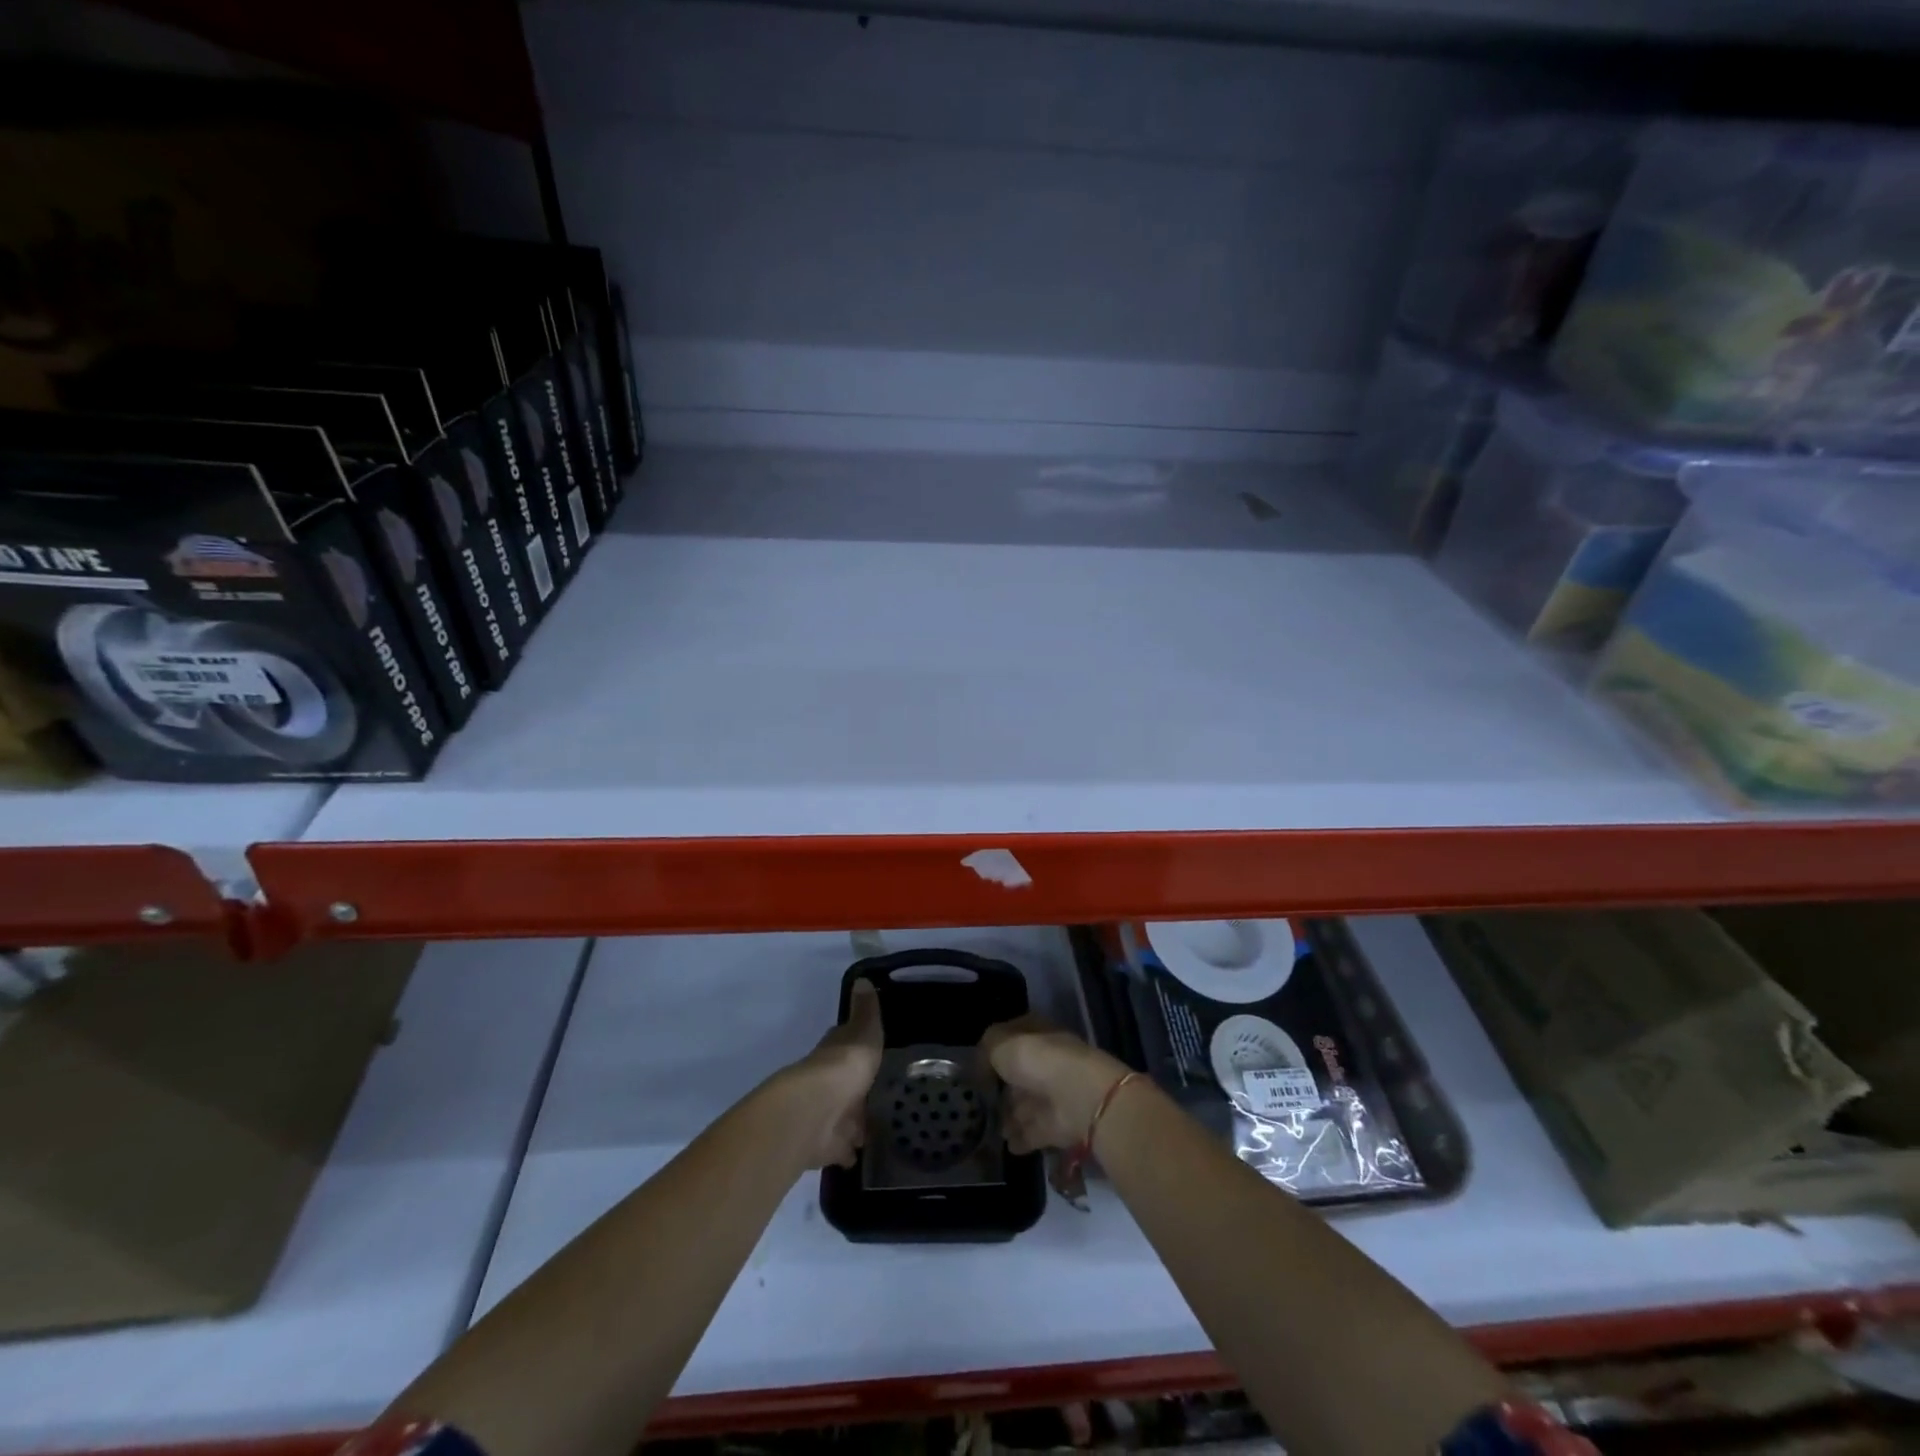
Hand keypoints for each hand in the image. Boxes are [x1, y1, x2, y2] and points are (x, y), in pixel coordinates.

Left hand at [777, 980, 883, 1168]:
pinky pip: (841, 1147)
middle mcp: (826, 1082)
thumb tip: (862, 978)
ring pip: (844, 1115)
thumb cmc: (843, 1066)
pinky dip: (849, 1150)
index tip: (874, 1049)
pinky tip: (863, 1152)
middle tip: (884, 1092)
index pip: (845, 1044)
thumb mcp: (863, 1031)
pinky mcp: (825, 1144)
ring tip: (880, 1124)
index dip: (857, 1046)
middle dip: (858, 1088)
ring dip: (855, 1120)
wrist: (814, 1113)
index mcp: (834, 1053)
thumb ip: (866, 1011)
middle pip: (845, 1083)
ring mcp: (825, 1114)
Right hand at [980, 1014, 1132, 1153]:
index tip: (979, 1064)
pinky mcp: (1059, 1125)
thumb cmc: (1037, 1060)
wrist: (1077, 1097)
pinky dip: (1022, 1138)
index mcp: (1038, 1034)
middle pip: (1022, 1074)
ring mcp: (1055, 1094)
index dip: (997, 1048)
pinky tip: (1008, 1145)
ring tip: (995, 1128)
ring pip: (1028, 1104)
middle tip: (984, 1101)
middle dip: (1005, 1088)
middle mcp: (1048, 1062)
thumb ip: (986, 1049)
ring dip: (1013, 1116)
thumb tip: (981, 1064)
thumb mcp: (1000, 1043)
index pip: (1015, 1037)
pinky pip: (1035, 1131)